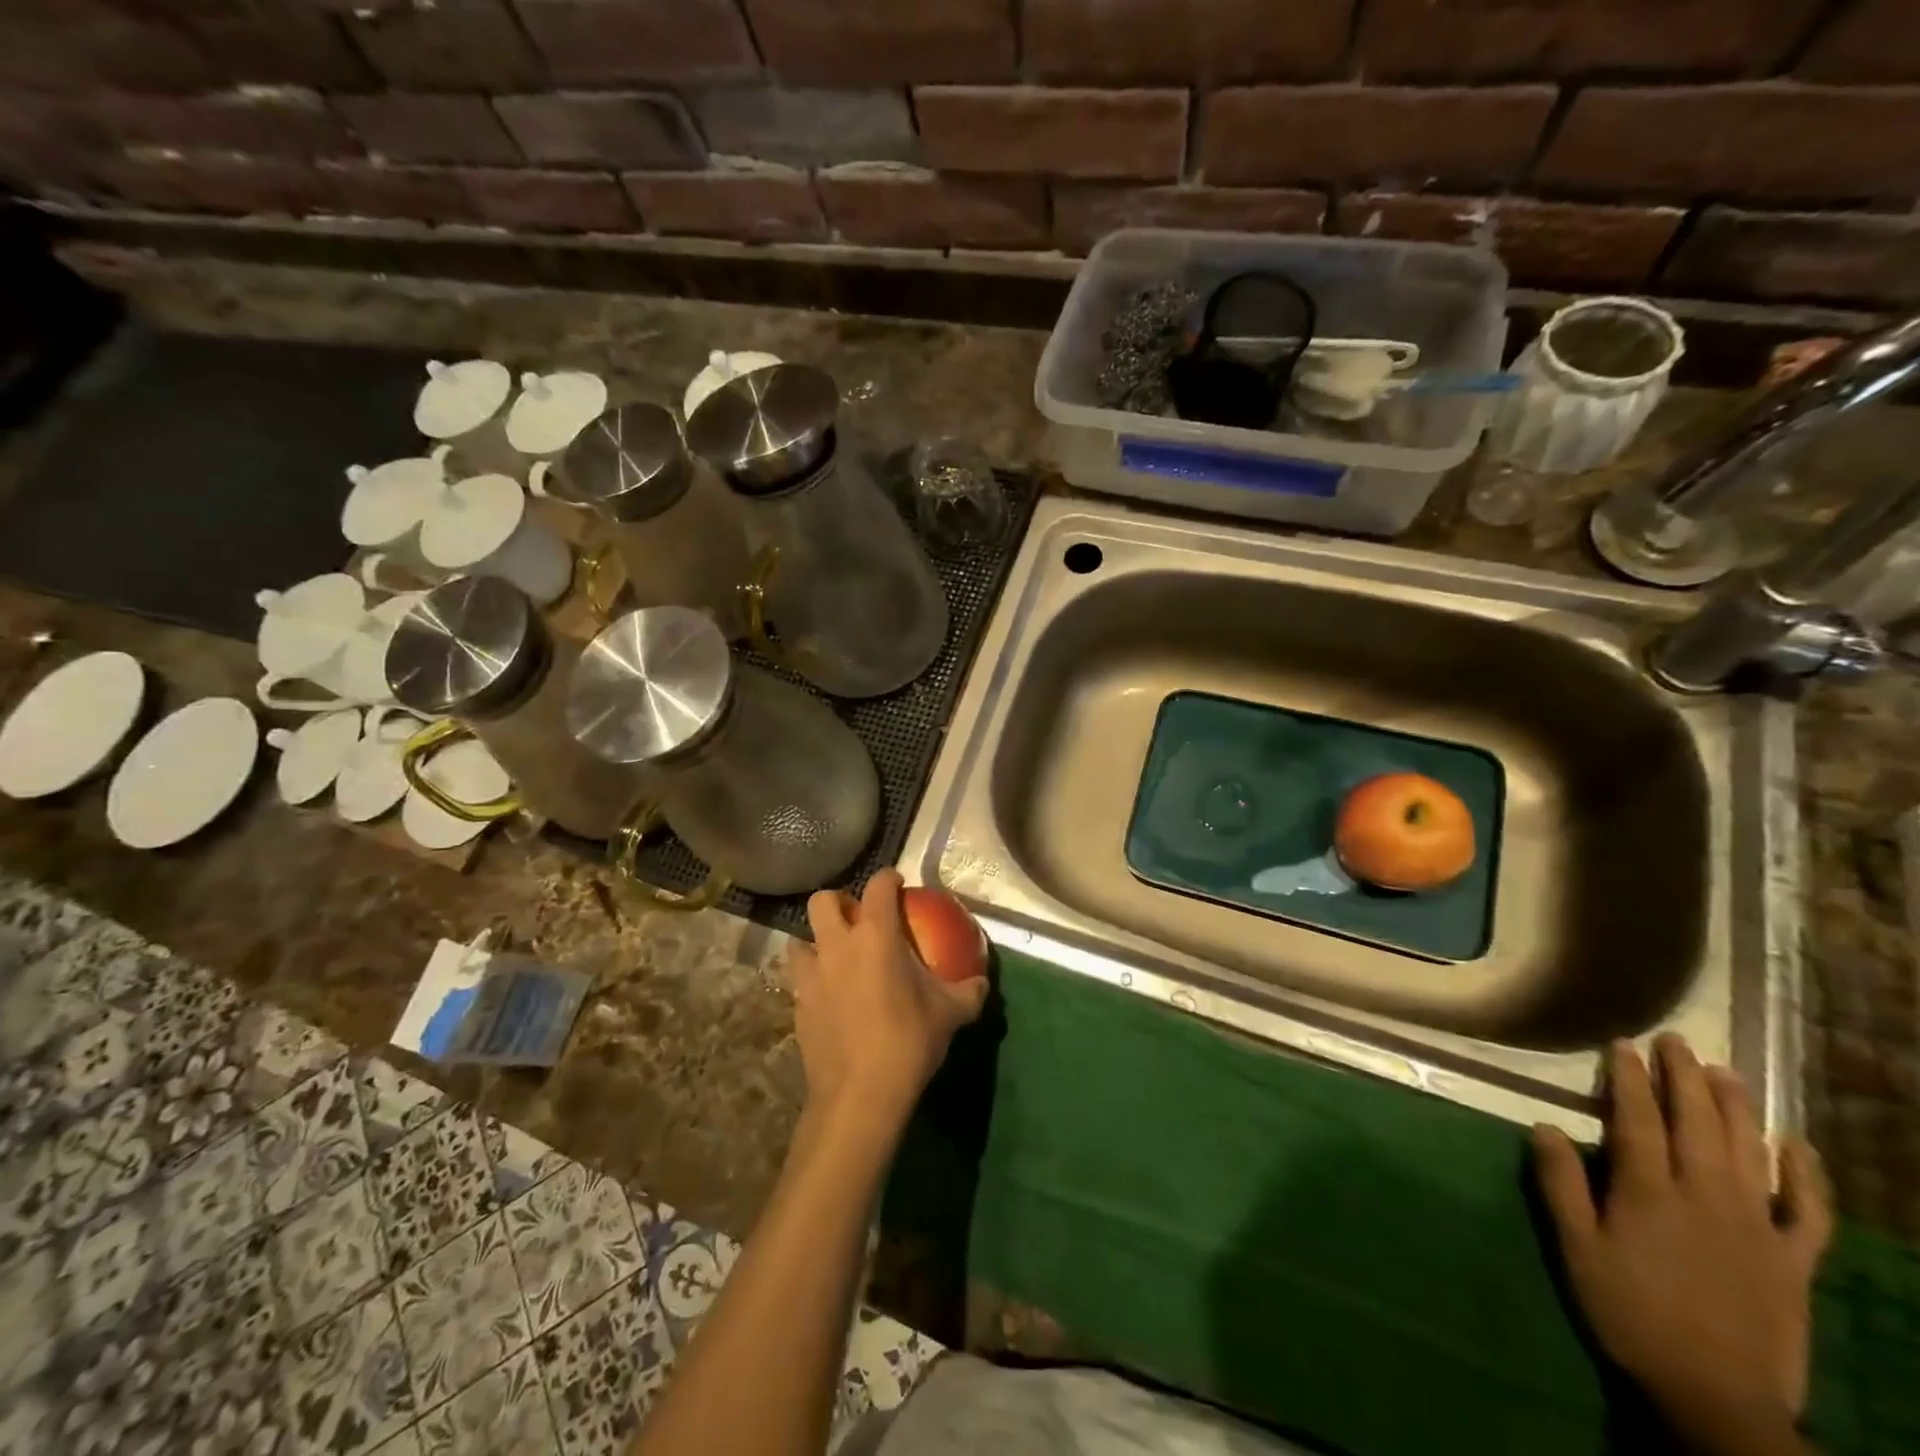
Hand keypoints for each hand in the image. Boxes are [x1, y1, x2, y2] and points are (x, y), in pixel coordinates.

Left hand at [788, 870, 988, 1137]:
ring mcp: (812, 975)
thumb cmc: (908, 1043)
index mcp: (876, 936)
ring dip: (818, 941)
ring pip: (800, 939)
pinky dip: (814, 979)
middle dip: (839, 902)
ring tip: (838, 958)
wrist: (859, 1096)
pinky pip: (801, 979)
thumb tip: (981, 981)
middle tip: (858, 920)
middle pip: (823, 900)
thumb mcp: (950, 1014)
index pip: (878, 886)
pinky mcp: (798, 1005)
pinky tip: (832, 999)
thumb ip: (968, 991)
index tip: (898, 886)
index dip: (889, 879)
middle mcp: (838, 945)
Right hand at [1533, 1036, 1830, 1444]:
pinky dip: (1805, 1175)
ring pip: (1748, 1152)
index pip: (1638, 1120)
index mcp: (1649, 1193)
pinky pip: (1808, 1211)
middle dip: (1683, 1078)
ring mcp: (1757, 1227)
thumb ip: (1561, 1185)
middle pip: (1696, 1124)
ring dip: (1735, 1107)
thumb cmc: (1630, 1312)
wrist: (1716, 1395)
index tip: (1623, 1045)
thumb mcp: (1577, 1249)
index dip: (1630, 1079)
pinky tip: (1796, 1145)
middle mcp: (1705, 1197)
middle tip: (1675, 1041)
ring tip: (1723, 1071)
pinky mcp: (1792, 1259)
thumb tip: (1545, 1125)